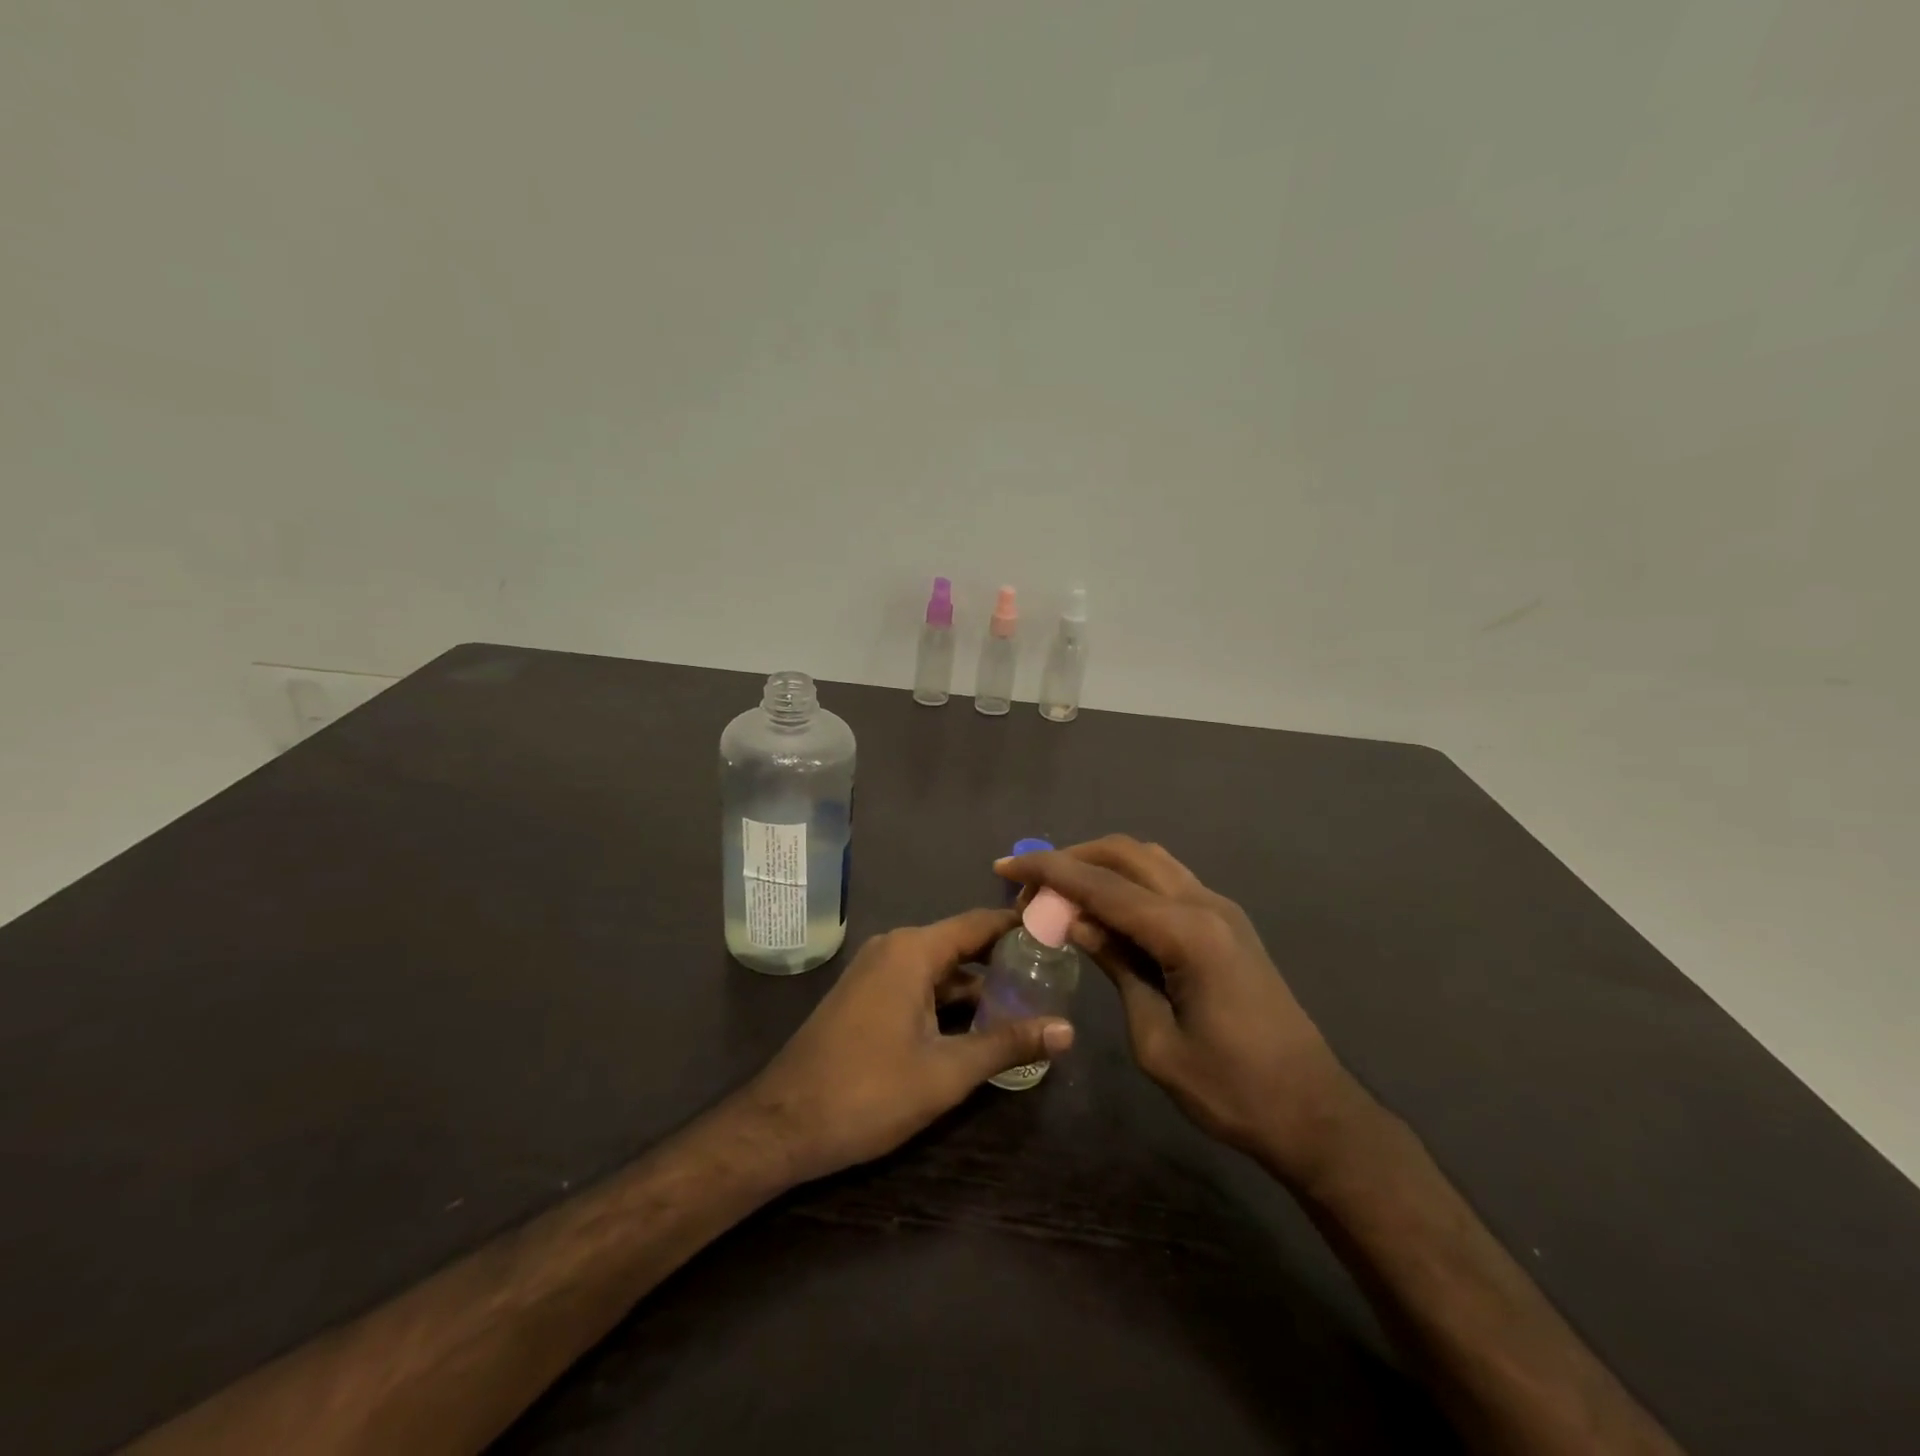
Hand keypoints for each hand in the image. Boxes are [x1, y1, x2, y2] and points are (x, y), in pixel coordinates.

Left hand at [736, 909, 1075, 1184]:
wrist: (783, 1124)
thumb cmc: (868, 1091)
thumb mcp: (946, 1072)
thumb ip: (1007, 1044)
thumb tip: (1068, 1030)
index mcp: (913, 950)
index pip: (980, 923)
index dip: (1021, 927)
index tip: (1061, 933)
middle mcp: (895, 948)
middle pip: (962, 944)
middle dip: (1005, 961)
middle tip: (1054, 975)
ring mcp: (876, 972)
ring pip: (941, 969)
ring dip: (979, 987)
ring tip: (1029, 1004)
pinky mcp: (867, 996)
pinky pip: (919, 985)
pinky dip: (950, 1001)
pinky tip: (980, 1028)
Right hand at [997, 837, 1369, 1187]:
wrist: (1313, 1112)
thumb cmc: (1230, 1090)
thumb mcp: (1155, 1039)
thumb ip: (1118, 967)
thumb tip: (1076, 921)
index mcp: (1187, 934)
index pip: (1103, 886)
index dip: (1049, 872)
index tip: (1005, 867)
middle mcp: (1205, 905)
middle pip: (1127, 854)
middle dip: (1072, 858)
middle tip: (1029, 883)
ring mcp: (1222, 909)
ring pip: (1149, 860)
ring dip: (1101, 864)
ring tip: (1060, 890)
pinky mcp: (1227, 923)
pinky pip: (1168, 880)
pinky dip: (1128, 880)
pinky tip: (1105, 906)